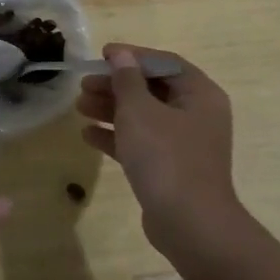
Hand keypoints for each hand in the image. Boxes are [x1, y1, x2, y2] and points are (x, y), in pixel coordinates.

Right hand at [77, 43, 242, 256]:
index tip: (101, 55)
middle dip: (116, 86)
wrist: (190, 224)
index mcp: (199, 94)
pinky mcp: (171, 169)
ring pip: (143, 116)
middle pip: (151, 89)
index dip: (132, 56)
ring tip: (79, 107)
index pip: (164, 63)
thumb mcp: (139, 111)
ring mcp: (184, 144)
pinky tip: (88, 135)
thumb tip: (121, 55)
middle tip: (84, 85)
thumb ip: (127, 79)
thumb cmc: (166, 157)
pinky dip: (116, 136)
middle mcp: (196, 115)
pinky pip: (141, 143)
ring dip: (111, 109)